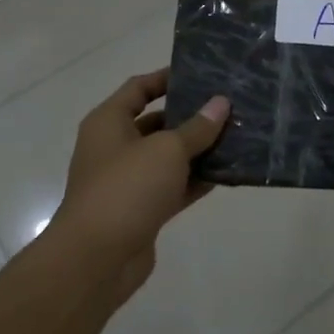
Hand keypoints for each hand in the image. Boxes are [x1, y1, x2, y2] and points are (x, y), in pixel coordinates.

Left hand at [51, 71, 229, 296]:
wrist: (96, 259)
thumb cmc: (127, 188)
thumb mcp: (167, 150)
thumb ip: (197, 127)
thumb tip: (221, 103)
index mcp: (109, 122)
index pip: (139, 88)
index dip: (167, 78)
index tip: (202, 73)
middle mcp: (115, 147)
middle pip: (156, 122)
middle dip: (191, 115)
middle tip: (228, 106)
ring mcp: (127, 181)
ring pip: (168, 157)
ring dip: (198, 149)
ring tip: (236, 135)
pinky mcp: (141, 210)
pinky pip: (173, 186)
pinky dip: (195, 180)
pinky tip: (227, 172)